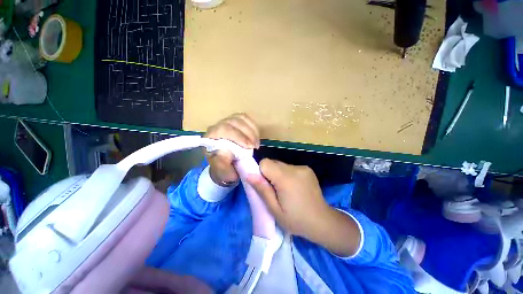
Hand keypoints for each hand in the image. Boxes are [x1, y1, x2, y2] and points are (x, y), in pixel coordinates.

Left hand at [204, 113, 259, 185]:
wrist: (226, 165)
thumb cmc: (223, 169)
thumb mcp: (222, 172)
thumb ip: (222, 165)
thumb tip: (227, 153)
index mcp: (210, 138)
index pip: (223, 129)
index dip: (239, 136)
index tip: (250, 147)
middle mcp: (217, 127)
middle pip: (233, 122)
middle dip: (247, 134)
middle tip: (255, 147)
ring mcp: (226, 122)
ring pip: (240, 119)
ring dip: (251, 131)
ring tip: (256, 143)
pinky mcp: (235, 121)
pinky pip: (245, 118)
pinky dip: (253, 127)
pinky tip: (256, 137)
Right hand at [247, 159, 360, 256]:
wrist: (322, 221)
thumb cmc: (296, 220)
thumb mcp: (275, 209)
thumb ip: (262, 190)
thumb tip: (249, 174)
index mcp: (286, 178)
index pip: (265, 162)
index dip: (261, 172)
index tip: (266, 186)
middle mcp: (295, 168)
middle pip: (273, 162)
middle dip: (270, 173)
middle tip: (275, 190)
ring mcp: (303, 167)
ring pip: (281, 165)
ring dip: (279, 174)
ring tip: (286, 190)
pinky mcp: (308, 169)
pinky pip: (290, 167)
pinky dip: (288, 174)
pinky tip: (294, 187)